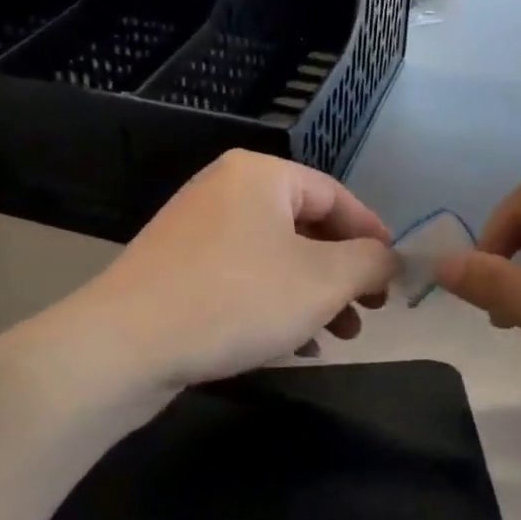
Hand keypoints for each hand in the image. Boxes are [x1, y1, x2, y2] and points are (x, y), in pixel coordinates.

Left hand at [71, 150, 398, 393]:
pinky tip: (295, 344)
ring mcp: (196, 228)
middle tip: (370, 311)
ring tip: (340, 334)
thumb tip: (391, 258)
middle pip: (306, 227)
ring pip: (276, 256)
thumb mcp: (322, 281)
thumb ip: (370, 262)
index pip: (337, 196)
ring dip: (314, 294)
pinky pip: (243, 276)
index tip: (396, 275)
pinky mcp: (177, 266)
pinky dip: (276, 303)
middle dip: (344, 273)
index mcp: (261, 175)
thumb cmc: (237, 299)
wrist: (124, 345)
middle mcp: (226, 189)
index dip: (373, 235)